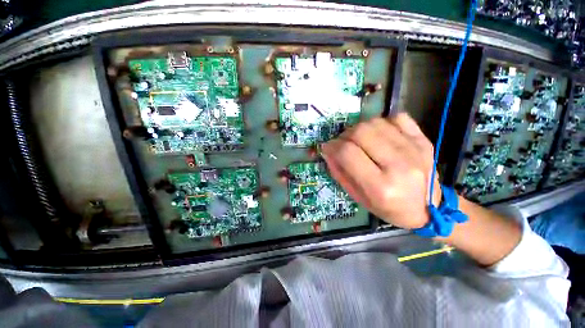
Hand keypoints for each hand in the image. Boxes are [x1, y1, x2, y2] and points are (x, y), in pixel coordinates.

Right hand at [321, 113, 440, 229]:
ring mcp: (415, 149)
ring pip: (376, 122)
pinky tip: (379, 135)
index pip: (348, 153)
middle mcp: (398, 165)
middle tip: (343, 144)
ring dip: (359, 128)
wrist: (431, 209)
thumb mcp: (358, 197)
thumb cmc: (389, 208)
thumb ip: (340, 173)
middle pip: (361, 132)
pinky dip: (382, 123)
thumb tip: (328, 151)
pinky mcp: (424, 140)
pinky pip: (397, 118)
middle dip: (344, 135)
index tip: (328, 148)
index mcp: (380, 187)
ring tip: (359, 140)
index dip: (332, 146)